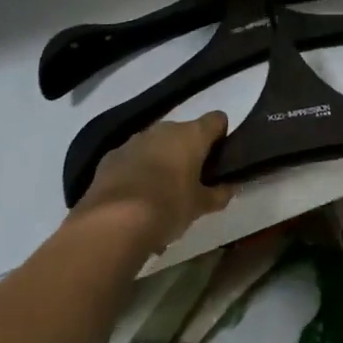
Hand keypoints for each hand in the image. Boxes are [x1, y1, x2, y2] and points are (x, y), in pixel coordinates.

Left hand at [73, 113, 235, 257]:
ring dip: (161, 161)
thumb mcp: (199, 207)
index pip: (217, 120)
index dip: (220, 136)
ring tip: (159, 196)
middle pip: (184, 132)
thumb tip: (231, 187)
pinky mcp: (111, 156)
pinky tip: (134, 200)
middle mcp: (164, 129)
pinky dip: (136, 171)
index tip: (218, 159)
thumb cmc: (167, 208)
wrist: (113, 222)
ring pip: (156, 145)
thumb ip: (219, 194)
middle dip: (188, 152)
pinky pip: (132, 159)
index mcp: (192, 135)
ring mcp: (135, 140)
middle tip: (190, 182)